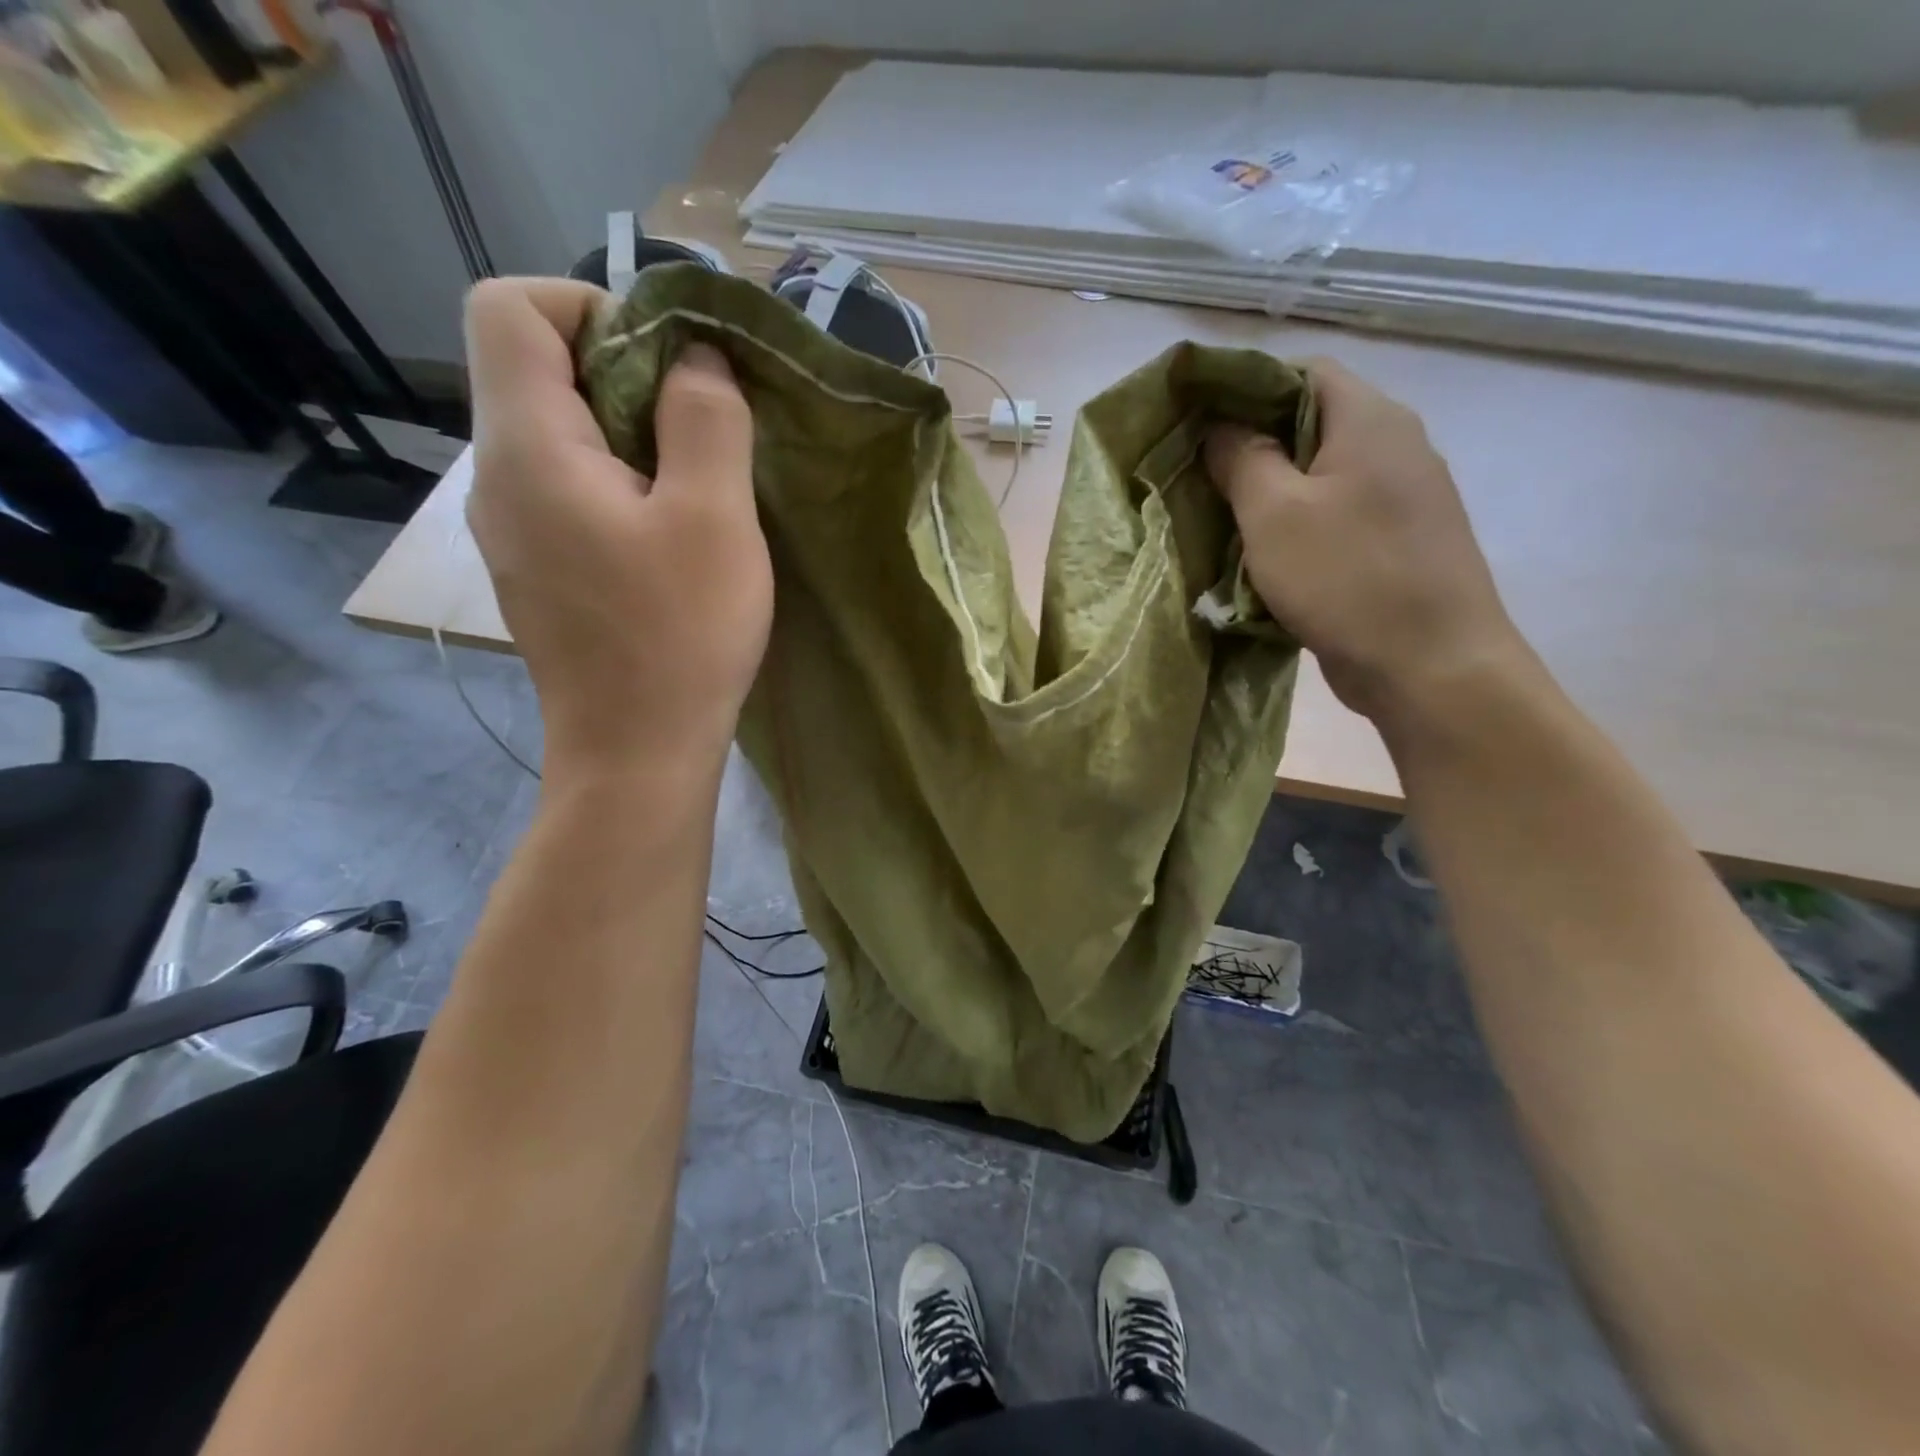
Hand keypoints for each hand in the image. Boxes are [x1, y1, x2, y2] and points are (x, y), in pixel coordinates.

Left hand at [464, 278, 770, 772]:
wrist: (636, 753)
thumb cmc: (679, 636)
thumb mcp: (715, 518)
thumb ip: (706, 419)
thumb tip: (696, 357)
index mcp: (528, 448)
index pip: (510, 307)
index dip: (590, 305)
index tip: (670, 363)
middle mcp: (498, 478)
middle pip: (537, 370)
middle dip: (626, 374)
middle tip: (703, 433)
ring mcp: (512, 530)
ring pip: (559, 434)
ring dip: (631, 435)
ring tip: (696, 488)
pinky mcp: (538, 569)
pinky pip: (569, 490)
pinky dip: (620, 484)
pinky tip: (670, 537)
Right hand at [1205, 359, 1526, 724]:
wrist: (1432, 666)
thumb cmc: (1347, 578)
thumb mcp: (1274, 513)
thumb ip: (1242, 459)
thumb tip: (1219, 427)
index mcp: (1371, 420)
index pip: (1303, 371)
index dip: (1246, 388)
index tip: (1198, 423)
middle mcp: (1396, 445)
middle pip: (1313, 423)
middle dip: (1252, 447)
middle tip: (1201, 478)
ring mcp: (1403, 498)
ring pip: (1322, 475)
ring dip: (1271, 493)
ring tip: (1222, 521)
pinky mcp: (1397, 543)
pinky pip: (1337, 516)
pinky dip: (1297, 527)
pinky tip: (1264, 559)